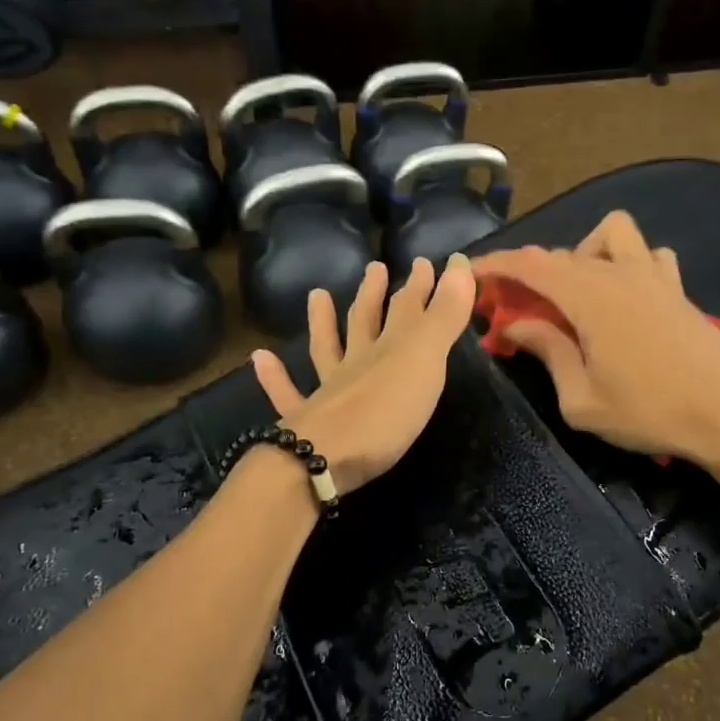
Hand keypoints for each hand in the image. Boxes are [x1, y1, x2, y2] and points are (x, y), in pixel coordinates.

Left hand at [250, 255, 476, 494]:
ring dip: (322, 322)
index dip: (419, 285)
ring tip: (316, 295)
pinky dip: (274, 376)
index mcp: (388, 350)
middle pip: (365, 322)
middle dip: (375, 295)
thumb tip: (459, 260)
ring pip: (325, 350)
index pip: (406, 308)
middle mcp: (356, 364)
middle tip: (375, 268)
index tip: (426, 261)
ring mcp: (326, 392)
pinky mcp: (305, 423)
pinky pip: (286, 394)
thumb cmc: (384, 412)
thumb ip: (444, 315)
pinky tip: (259, 358)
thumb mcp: (424, 361)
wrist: (325, 460)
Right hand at [471, 211, 719, 468]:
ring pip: (611, 234)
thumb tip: (516, 326)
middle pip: (562, 254)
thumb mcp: (581, 399)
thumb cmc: (649, 411)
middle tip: (517, 307)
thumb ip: (547, 353)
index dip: (495, 265)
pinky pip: (648, 254)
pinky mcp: (677, 288)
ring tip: (578, 293)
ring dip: (584, 253)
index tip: (471, 273)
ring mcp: (653, 276)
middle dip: (530, 272)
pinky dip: (628, 263)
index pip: (530, 265)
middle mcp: (618, 274)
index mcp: (589, 298)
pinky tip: (626, 295)